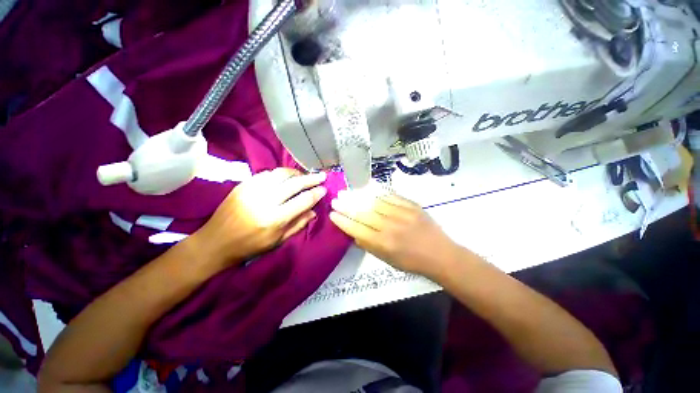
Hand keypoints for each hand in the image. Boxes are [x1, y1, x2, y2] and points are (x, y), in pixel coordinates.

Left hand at [193, 168, 326, 269]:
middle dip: (311, 178)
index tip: (324, 189)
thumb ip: (298, 224)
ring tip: (304, 176)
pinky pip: (267, 173)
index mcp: (275, 218)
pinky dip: (280, 174)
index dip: (316, 194)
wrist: (216, 241)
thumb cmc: (250, 245)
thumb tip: (314, 211)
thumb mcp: (278, 240)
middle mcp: (265, 200)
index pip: (303, 200)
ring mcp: (252, 190)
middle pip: (294, 184)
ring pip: (281, 174)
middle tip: (321, 176)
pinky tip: (285, 178)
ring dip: (296, 173)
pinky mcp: (243, 184)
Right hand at [329, 192, 459, 278]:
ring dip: (358, 196)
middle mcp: (390, 227)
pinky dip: (377, 192)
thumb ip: (369, 245)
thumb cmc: (412, 261)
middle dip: (346, 206)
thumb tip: (354, 232)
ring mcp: (401, 213)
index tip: (332, 214)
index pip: (356, 229)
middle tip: (336, 199)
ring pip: (374, 202)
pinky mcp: (411, 205)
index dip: (343, 221)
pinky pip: (390, 196)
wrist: (440, 254)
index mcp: (383, 243)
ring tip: (348, 192)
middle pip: (363, 213)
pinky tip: (367, 188)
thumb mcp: (387, 260)